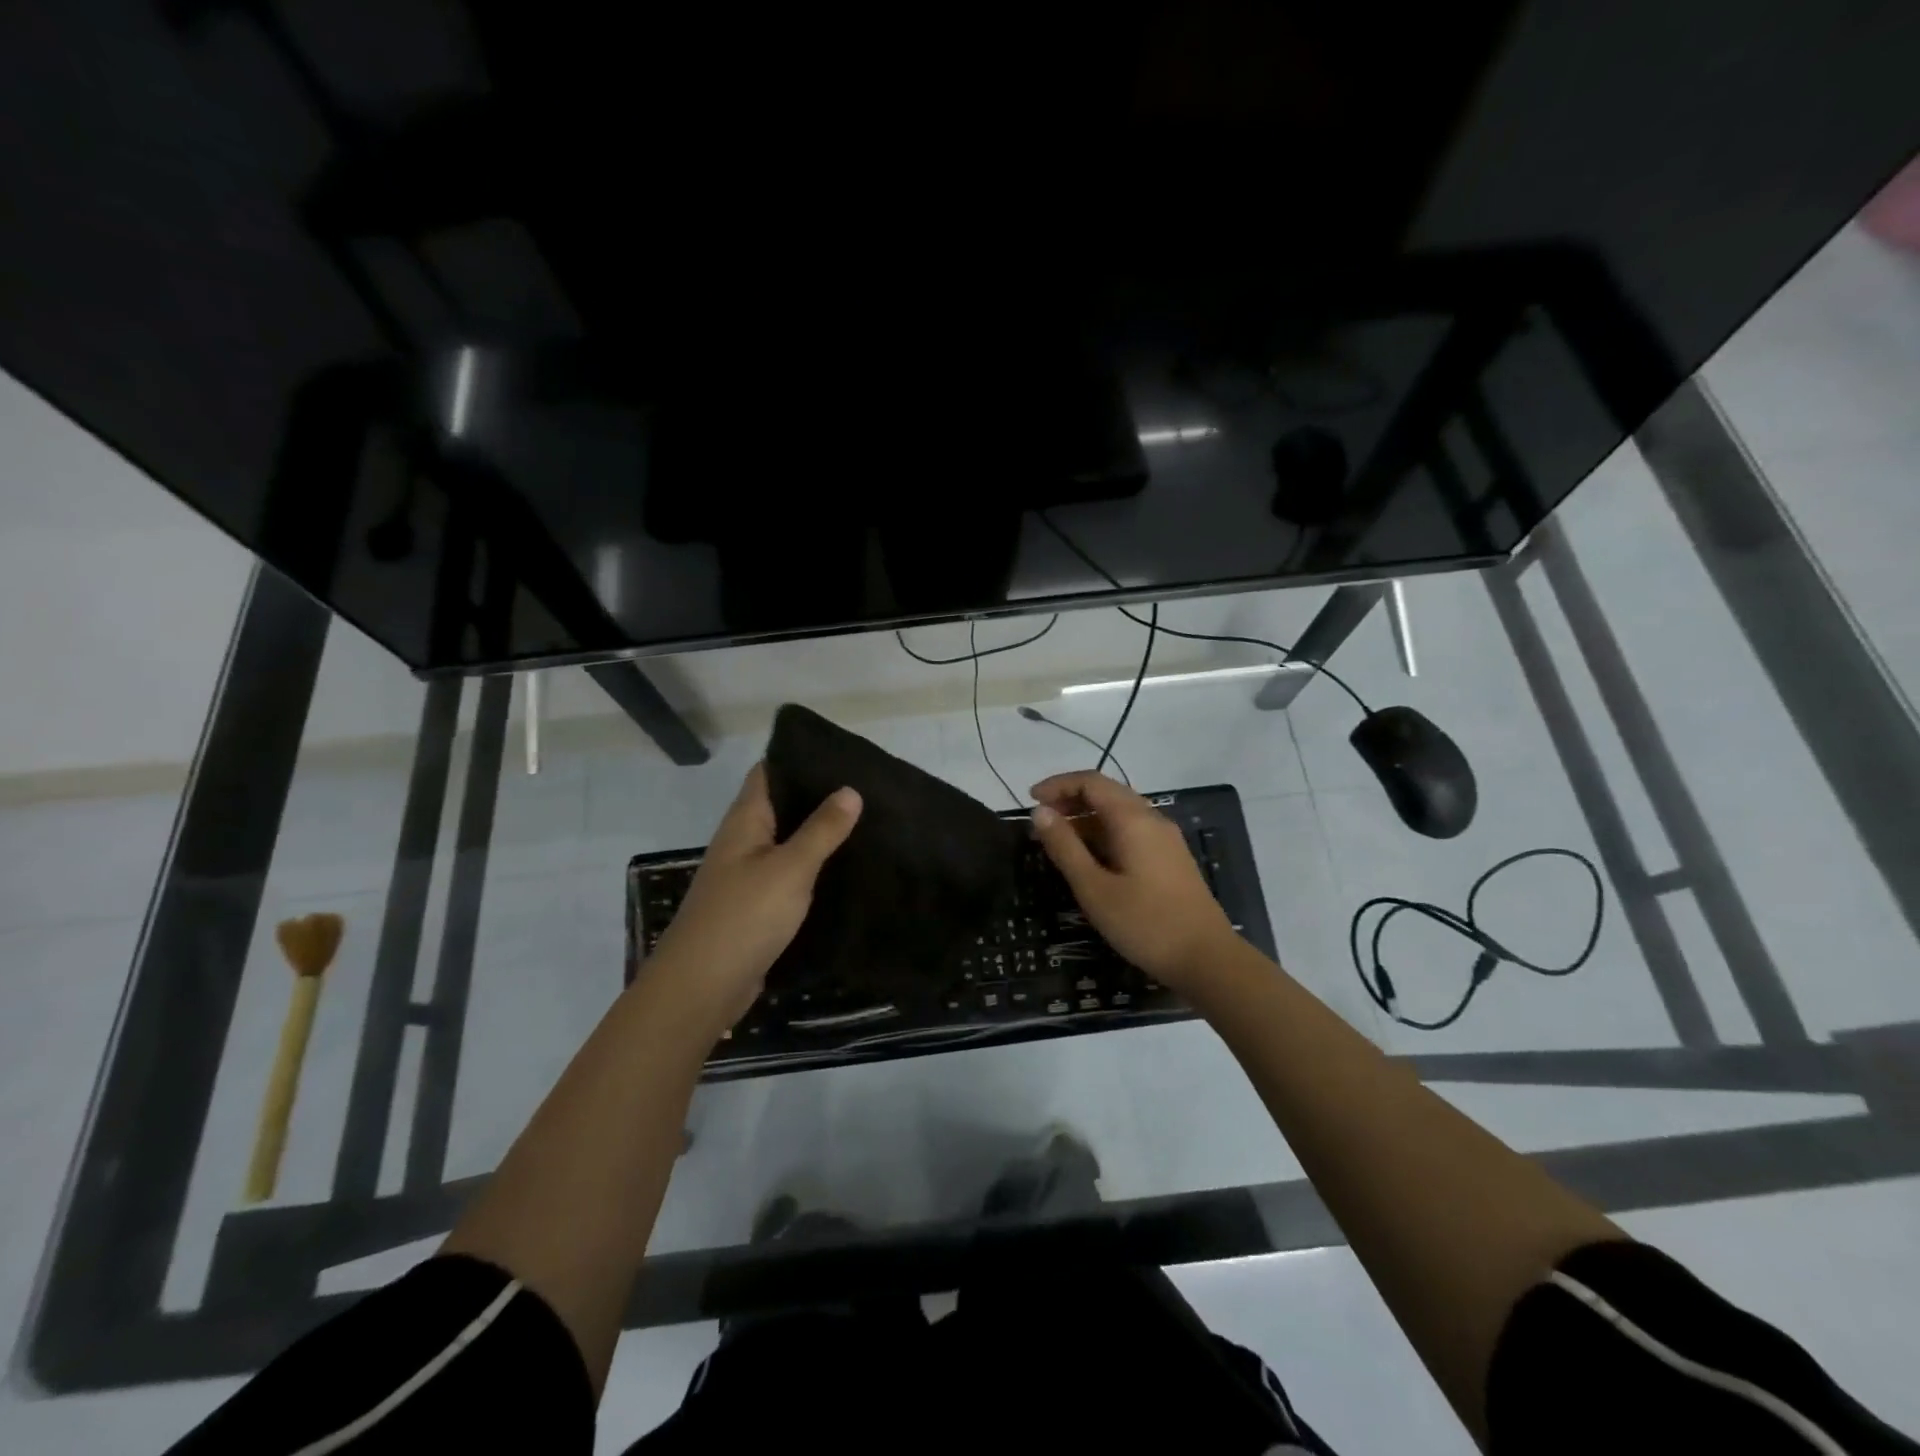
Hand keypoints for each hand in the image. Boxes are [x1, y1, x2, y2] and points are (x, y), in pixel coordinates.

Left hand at [642, 764, 861, 1036]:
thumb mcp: (790, 868)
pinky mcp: (756, 907)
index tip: (841, 753)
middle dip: (817, 796)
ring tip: (866, 822)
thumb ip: (821, 829)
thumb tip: (850, 790)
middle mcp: (743, 842)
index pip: (768, 772)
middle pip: (780, 807)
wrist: (702, 988)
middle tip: (867, 788)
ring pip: (787, 843)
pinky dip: (813, 869)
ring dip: (818, 834)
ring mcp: (747, 876)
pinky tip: (844, 869)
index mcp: (745, 821)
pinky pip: (788, 876)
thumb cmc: (744, 917)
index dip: (799, 757)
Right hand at [1029, 771, 1239, 990]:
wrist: (1208, 959)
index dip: (1058, 785)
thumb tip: (1040, 812)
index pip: (1091, 782)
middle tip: (1040, 821)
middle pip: (1107, 793)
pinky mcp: (1170, 859)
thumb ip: (1065, 847)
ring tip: (1058, 841)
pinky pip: (1131, 831)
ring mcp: (1165, 839)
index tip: (1030, 800)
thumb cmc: (1145, 923)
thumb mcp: (1094, 888)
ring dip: (1086, 818)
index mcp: (1133, 819)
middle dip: (1070, 799)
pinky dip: (1104, 834)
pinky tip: (1090, 859)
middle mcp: (1152, 819)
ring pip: (1120, 813)